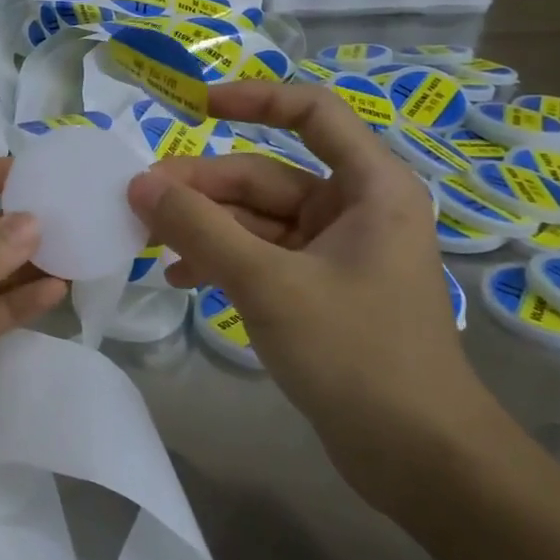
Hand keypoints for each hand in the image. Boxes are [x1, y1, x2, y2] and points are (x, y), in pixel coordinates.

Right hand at [126, 80, 509, 516]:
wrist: (420, 460)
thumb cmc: (356, 354)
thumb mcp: (268, 284)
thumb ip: (199, 229)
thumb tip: (139, 184)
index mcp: (369, 187)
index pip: (312, 113)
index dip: (255, 99)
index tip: (195, 107)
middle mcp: (355, 209)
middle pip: (266, 175)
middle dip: (203, 187)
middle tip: (140, 201)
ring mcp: (335, 253)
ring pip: (256, 220)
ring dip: (204, 228)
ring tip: (147, 242)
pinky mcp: (319, 291)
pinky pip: (260, 257)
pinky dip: (221, 262)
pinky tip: (178, 278)